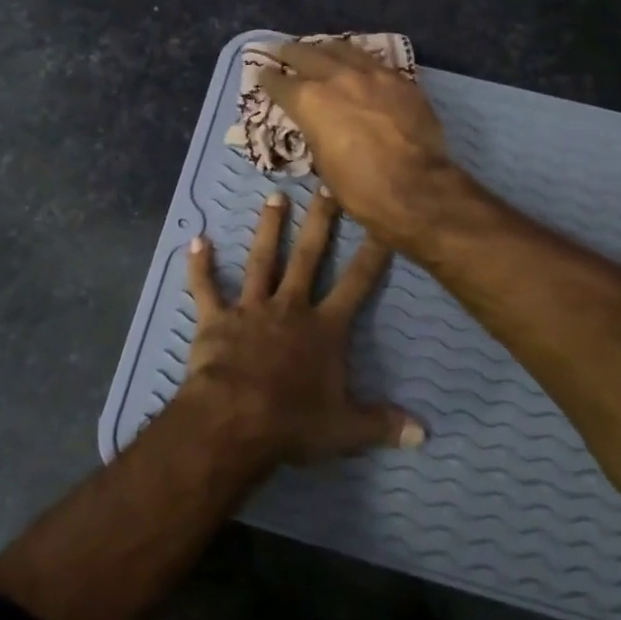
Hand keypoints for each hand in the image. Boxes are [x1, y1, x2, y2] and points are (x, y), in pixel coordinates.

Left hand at [181, 187, 424, 465]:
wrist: (235, 420)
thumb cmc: (293, 422)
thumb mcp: (346, 429)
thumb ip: (383, 424)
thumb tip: (424, 434)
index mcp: (325, 328)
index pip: (357, 283)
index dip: (373, 253)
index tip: (382, 222)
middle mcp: (290, 307)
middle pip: (309, 256)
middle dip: (320, 221)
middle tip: (326, 186)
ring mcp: (251, 309)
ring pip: (262, 260)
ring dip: (268, 229)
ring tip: (274, 197)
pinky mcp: (216, 319)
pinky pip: (205, 288)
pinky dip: (199, 266)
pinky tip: (196, 241)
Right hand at [257, 39, 467, 251]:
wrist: (417, 188)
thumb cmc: (361, 188)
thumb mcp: (323, 164)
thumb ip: (315, 134)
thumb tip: (317, 127)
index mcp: (310, 101)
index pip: (280, 83)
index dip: (268, 79)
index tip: (262, 75)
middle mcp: (337, 78)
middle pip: (307, 55)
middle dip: (290, 53)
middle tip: (282, 51)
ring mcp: (372, 74)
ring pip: (342, 49)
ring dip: (325, 49)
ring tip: (319, 49)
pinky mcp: (400, 79)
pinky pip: (372, 60)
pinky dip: (358, 59)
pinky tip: (357, 62)